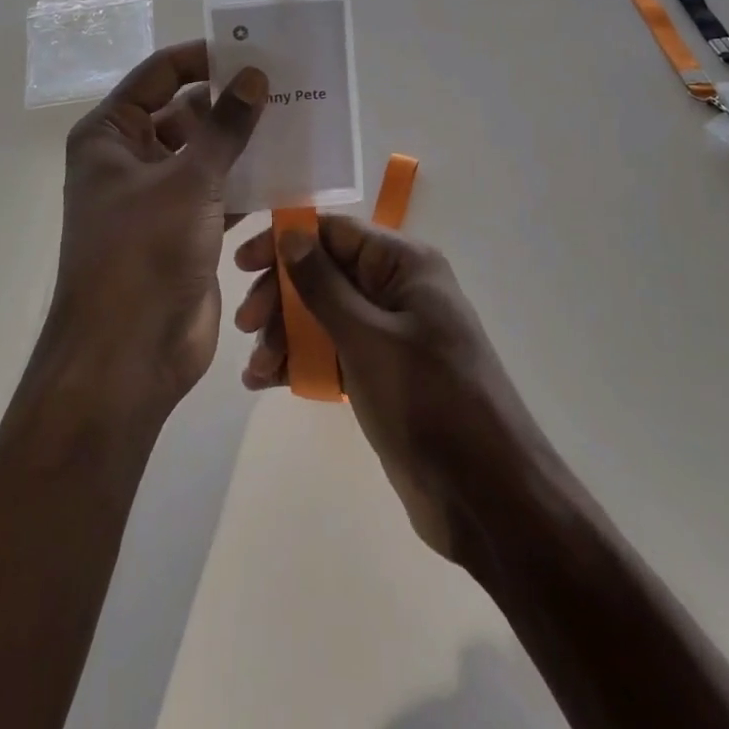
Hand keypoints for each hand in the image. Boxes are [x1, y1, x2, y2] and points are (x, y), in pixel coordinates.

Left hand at [50, 40, 266, 415]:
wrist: (128, 356)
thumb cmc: (143, 254)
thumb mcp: (188, 180)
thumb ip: (225, 126)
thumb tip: (254, 75)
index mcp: (111, 135)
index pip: (159, 74)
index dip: (203, 58)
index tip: (252, 50)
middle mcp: (130, 158)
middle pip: (185, 111)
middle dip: (231, 100)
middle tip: (286, 83)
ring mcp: (158, 196)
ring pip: (207, 152)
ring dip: (244, 141)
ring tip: (297, 118)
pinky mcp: (185, 229)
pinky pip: (220, 190)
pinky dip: (249, 180)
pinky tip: (291, 168)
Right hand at [233, 217, 545, 564]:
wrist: (487, 496)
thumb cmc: (428, 401)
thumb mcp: (367, 337)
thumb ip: (322, 284)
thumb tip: (290, 232)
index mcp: (405, 264)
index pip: (334, 232)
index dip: (286, 242)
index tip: (242, 265)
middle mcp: (397, 289)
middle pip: (324, 272)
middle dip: (281, 295)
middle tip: (246, 325)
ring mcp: (389, 333)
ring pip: (322, 315)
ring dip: (284, 334)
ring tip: (258, 368)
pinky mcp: (381, 373)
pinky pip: (331, 352)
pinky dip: (300, 362)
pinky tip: (267, 381)